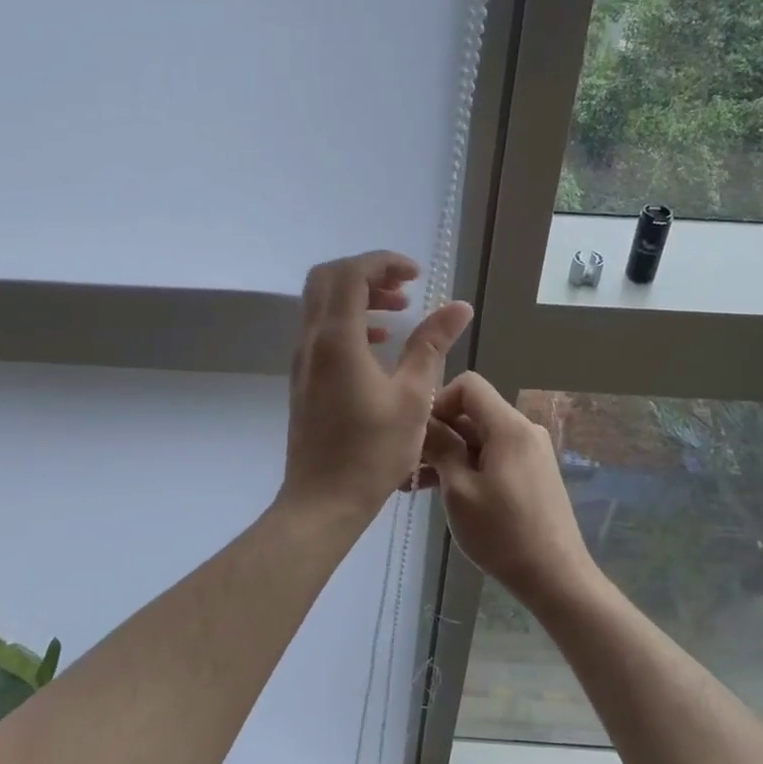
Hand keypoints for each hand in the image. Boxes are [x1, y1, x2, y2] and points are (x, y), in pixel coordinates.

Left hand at [278, 252, 472, 521]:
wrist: (322, 501)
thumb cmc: (372, 452)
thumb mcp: (414, 396)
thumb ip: (432, 345)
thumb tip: (459, 306)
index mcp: (337, 339)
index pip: (352, 274)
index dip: (384, 263)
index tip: (416, 275)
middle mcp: (311, 340)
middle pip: (328, 278)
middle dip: (367, 273)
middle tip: (404, 288)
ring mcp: (303, 360)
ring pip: (322, 304)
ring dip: (358, 296)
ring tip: (399, 310)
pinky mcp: (304, 378)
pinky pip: (321, 330)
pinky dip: (348, 321)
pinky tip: (379, 343)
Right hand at [417, 372, 598, 611]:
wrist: (556, 577)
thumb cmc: (502, 533)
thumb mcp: (460, 490)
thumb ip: (441, 448)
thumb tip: (423, 423)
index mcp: (509, 427)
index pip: (469, 385)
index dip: (439, 402)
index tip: (419, 434)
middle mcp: (524, 430)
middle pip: (473, 412)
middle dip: (439, 433)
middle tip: (407, 464)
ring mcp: (530, 452)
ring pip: (480, 437)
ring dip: (449, 454)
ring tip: (414, 483)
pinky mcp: (532, 473)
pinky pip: (494, 456)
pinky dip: (468, 466)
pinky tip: (443, 492)